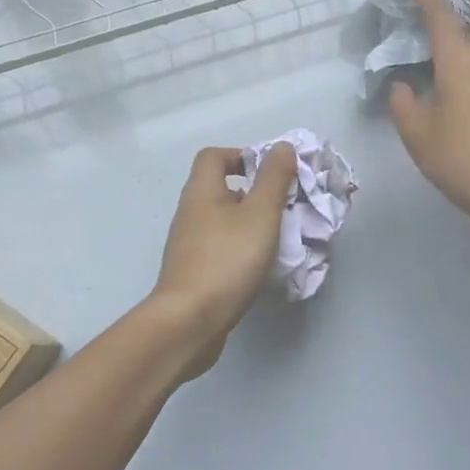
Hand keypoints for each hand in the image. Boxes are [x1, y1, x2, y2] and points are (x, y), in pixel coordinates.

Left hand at [148, 144, 299, 375]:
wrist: (188, 322)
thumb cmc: (227, 261)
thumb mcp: (260, 215)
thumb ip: (273, 179)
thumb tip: (282, 147)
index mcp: (201, 191)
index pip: (214, 156)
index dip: (242, 156)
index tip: (271, 174)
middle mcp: (190, 212)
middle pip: (219, 187)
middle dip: (252, 191)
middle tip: (281, 206)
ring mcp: (188, 244)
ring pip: (221, 219)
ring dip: (248, 222)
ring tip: (275, 236)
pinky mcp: (192, 270)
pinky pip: (219, 246)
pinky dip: (239, 247)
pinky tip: (257, 265)